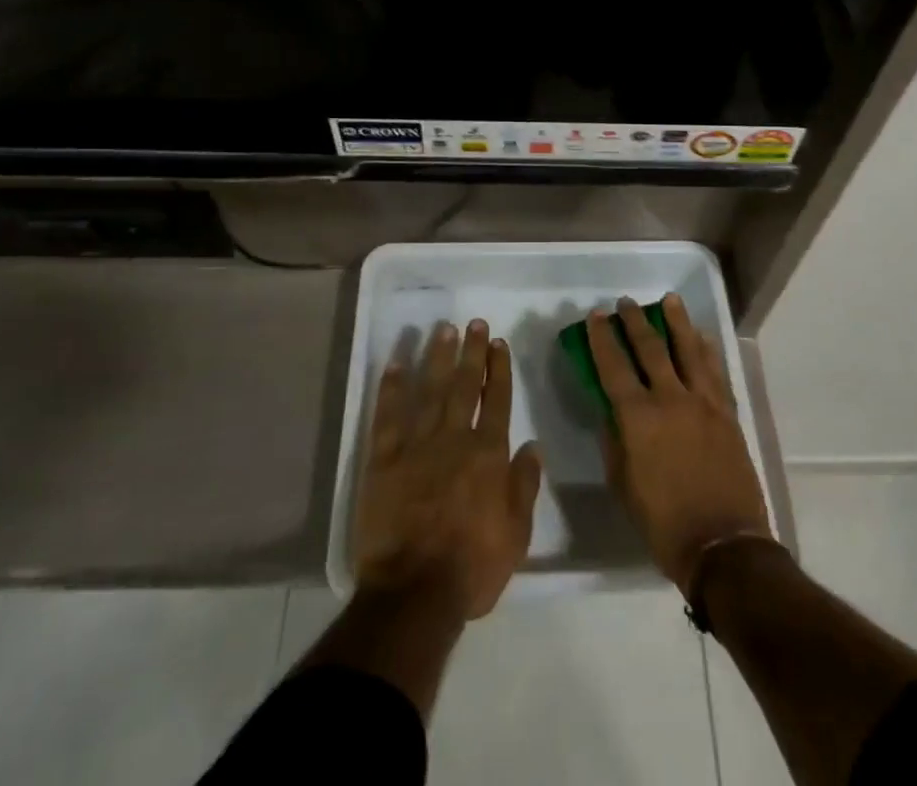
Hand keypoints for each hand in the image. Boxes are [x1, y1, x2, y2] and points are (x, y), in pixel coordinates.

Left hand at [353, 318, 543, 619]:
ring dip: (437, 357)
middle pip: (464, 386)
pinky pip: (387, 416)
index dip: (499, 370)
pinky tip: (396, 363)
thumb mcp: (516, 534)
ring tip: (443, 329)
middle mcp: (454, 439)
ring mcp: (417, 446)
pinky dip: (391, 388)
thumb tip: (532, 445)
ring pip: (430, 391)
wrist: (414, 593)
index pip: (496, 401)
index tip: (498, 343)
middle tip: (474, 323)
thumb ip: (525, 485)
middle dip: (471, 352)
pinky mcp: (383, 460)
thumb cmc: (472, 567)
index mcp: (488, 455)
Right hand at [589, 296, 771, 592]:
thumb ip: (614, 443)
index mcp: (637, 417)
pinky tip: (701, 337)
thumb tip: (611, 414)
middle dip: (634, 321)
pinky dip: (707, 350)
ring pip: (688, 349)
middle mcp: (670, 398)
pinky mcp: (727, 413)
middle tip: (625, 303)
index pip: (613, 366)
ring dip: (677, 321)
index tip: (595, 316)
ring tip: (669, 300)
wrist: (724, 546)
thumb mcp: (622, 486)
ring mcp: (703, 403)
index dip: (602, 339)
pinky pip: (715, 371)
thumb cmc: (663, 523)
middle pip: (650, 348)